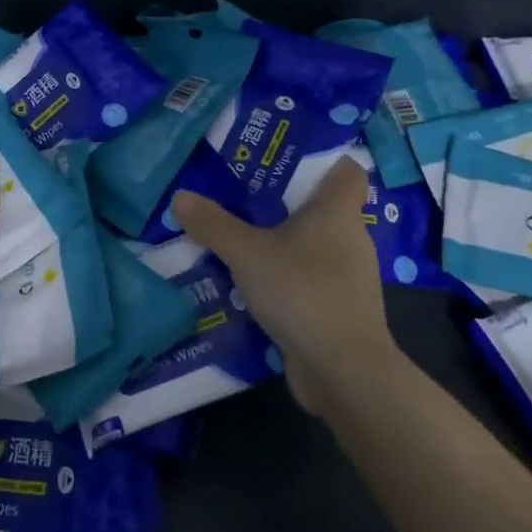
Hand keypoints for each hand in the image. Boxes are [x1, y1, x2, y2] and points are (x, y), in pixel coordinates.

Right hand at [174, 156, 401, 416]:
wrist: (344, 371)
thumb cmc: (303, 292)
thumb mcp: (247, 254)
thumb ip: (213, 224)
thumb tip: (180, 197)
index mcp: (337, 212)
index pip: (346, 171)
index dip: (323, 160)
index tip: (286, 159)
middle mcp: (351, 239)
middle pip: (322, 208)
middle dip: (286, 202)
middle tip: (244, 195)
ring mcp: (348, 277)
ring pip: (314, 246)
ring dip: (283, 243)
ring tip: (241, 239)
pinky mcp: (339, 309)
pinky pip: (310, 280)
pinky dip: (286, 278)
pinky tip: (253, 285)